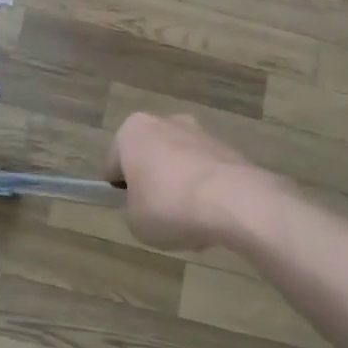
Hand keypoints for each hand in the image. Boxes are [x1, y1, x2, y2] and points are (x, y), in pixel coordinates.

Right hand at [106, 112, 270, 250]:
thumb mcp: (134, 221)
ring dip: (181, 189)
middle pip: (150, 159)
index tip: (129, 211)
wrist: (233, 201)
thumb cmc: (168, 205)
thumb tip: (146, 205)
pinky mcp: (228, 148)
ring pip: (180, 165)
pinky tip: (212, 218)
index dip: (119, 192)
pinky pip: (206, 173)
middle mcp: (165, 122)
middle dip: (154, 184)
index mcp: (132, 131)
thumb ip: (132, 208)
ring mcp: (200, 132)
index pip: (114, 164)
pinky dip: (206, 191)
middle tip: (158, 217)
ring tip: (190, 224)